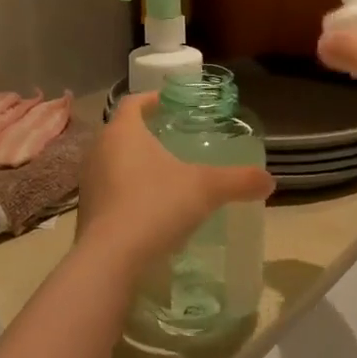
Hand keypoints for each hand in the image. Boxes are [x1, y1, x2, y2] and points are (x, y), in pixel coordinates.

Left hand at [75, 94, 274, 268]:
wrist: (111, 258)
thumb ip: (239, 181)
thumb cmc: (156, 206)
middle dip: (144, 133)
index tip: (167, 102)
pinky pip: (109, 192)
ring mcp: (88, 183)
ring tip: (162, 174)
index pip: (133, 103)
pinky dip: (127, 192)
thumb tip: (270, 180)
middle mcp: (99, 151)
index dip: (151, 99)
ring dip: (134, 164)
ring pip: (112, 162)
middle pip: (121, 132)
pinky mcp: (87, 213)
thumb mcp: (207, 189)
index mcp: (123, 132)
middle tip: (171, 138)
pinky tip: (149, 208)